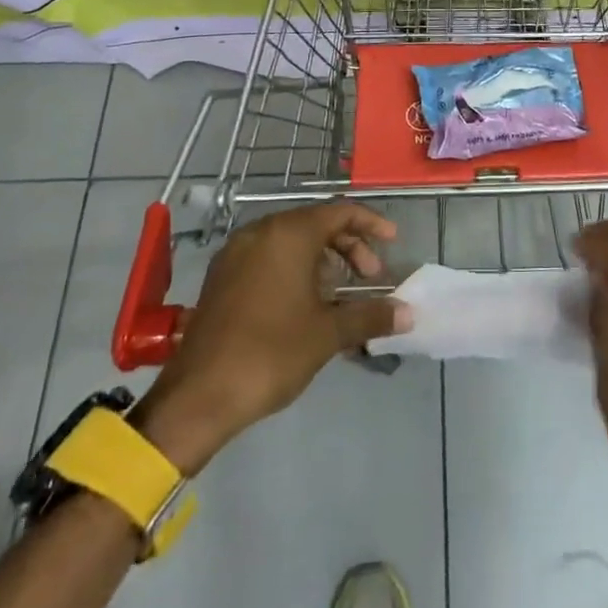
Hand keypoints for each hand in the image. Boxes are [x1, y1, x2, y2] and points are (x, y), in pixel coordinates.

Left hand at [132, 202, 409, 471]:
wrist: (198, 396)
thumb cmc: (271, 353)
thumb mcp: (328, 333)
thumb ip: (371, 315)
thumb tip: (409, 314)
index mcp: (289, 234)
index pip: (341, 211)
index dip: (371, 223)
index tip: (393, 242)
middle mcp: (261, 232)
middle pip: (316, 223)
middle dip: (349, 245)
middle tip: (370, 277)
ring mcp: (236, 253)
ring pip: (290, 240)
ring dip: (322, 259)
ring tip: (338, 294)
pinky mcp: (221, 277)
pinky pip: (268, 256)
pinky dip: (294, 268)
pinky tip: (304, 304)